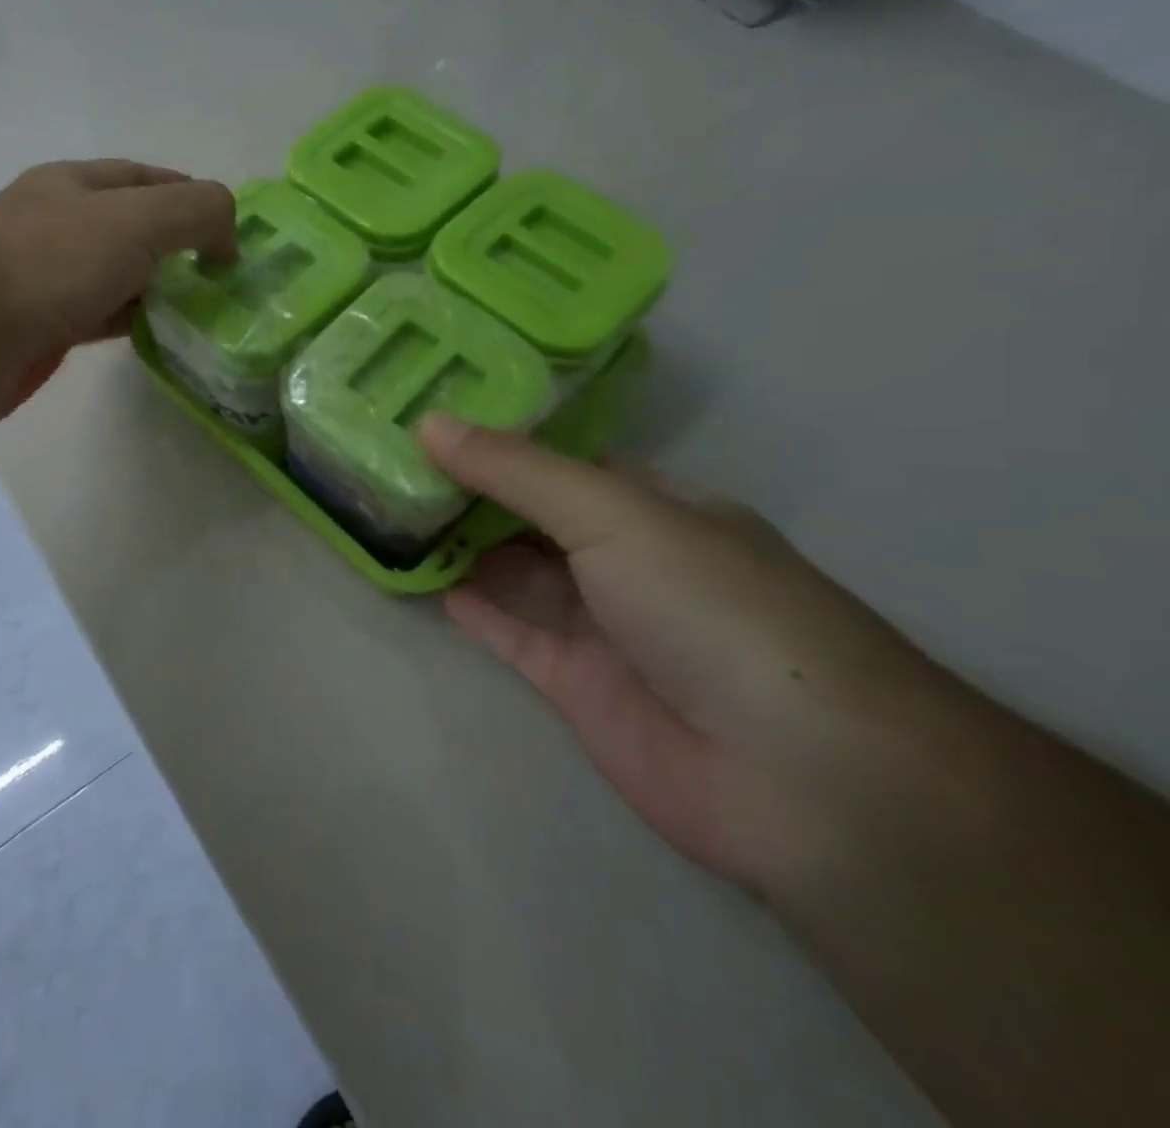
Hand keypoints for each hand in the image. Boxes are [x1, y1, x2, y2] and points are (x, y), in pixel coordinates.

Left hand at [0, 160, 236, 420]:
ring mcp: (45, 277)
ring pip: (116, 275)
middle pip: (131, 227)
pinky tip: (158, 334)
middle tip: (220, 277)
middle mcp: (57, 223)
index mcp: (75, 183)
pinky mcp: (41, 326)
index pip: (145, 176)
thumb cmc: (51, 263)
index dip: (190, 195)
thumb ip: (197, 212)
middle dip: (176, 246)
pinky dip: (131, 321)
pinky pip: (99, 316)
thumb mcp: (139, 219)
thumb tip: (227, 240)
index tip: (229, 230)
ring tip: (201, 309)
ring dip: (156, 288)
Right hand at [420, 417, 948, 893]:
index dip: (501, 437)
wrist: (794, 773)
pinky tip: (429, 581)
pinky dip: (473, 607)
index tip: (433, 415)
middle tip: (395, 462)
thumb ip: (516, 471)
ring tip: (395, 513)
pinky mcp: (578, 685)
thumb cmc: (708, 605)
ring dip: (464, 545)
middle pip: (533, 514)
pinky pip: (512, 633)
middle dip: (472, 490)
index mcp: (653, 506)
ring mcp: (603, 625)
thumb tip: (429, 422)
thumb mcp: (612, 513)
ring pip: (517, 572)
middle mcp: (628, 559)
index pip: (563, 459)